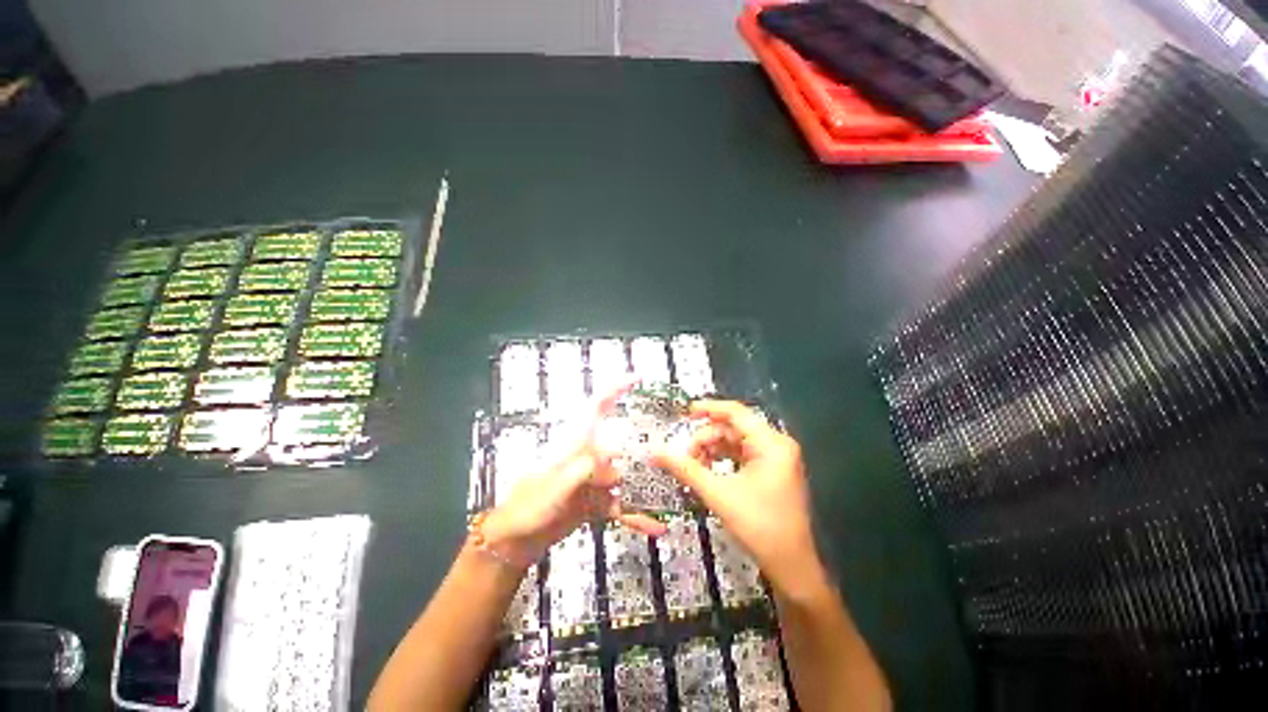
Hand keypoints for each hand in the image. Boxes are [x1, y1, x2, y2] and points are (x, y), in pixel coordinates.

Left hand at [481, 386, 666, 567]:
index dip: (612, 391)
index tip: (636, 378)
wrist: (516, 540)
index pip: (592, 411)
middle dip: (643, 452)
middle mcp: (583, 461)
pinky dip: (637, 517)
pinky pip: (620, 507)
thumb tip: (611, 458)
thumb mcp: (553, 488)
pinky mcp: (593, 506)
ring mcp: (589, 484)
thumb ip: (582, 471)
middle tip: (670, 460)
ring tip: (671, 495)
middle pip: (619, 447)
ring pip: (625, 480)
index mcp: (570, 448)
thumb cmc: (527, 509)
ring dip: (645, 488)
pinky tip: (656, 528)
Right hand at [652, 400, 821, 592]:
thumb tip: (656, 452)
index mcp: (771, 444)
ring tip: (693, 469)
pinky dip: (727, 464)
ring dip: (715, 452)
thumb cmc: (757, 524)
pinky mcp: (777, 477)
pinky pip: (748, 460)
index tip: (683, 413)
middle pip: (737, 430)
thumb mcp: (718, 495)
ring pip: (741, 445)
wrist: (788, 558)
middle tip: (684, 458)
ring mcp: (780, 462)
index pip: (737, 413)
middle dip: (708, 439)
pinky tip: (709, 476)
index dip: (709, 409)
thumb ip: (687, 470)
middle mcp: (779, 446)